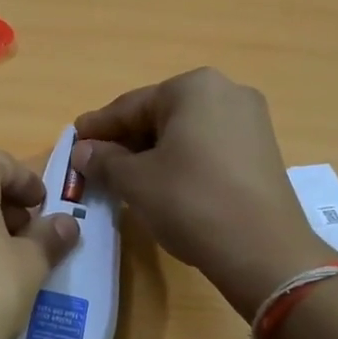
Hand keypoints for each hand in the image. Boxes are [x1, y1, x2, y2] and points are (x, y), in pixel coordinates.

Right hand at [73, 69, 334, 318]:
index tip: (74, 139)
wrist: (263, 250)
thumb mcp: (136, 181)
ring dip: (152, 152)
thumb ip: (104, 160)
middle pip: (160, 115)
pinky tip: (162, 184)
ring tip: (123, 177)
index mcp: (193, 87)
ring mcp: (250, 121)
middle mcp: (226, 92)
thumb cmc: (190, 201)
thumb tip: (83, 151)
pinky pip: (207, 148)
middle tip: (95, 162)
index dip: (98, 127)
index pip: (130, 105)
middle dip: (126, 140)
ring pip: (184, 132)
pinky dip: (180, 161)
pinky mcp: (261, 151)